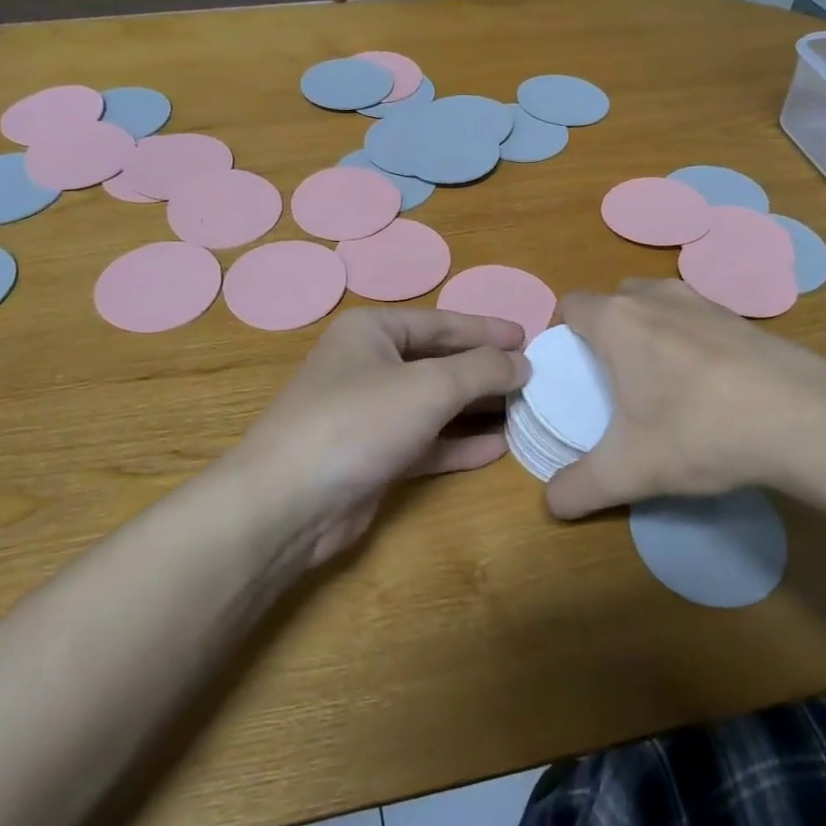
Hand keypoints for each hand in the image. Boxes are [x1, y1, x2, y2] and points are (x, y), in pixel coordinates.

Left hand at [229, 308, 528, 566]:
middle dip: (486, 371)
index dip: (486, 329)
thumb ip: (482, 370)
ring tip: (527, 410)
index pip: (442, 322)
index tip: (530, 336)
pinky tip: (498, 447)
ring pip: (435, 404)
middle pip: (440, 362)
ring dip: (477, 409)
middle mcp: (370, 365)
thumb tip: (522, 362)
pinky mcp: (374, 456)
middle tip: (536, 377)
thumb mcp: (429, 386)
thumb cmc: (358, 422)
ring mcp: (370, 413)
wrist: (289, 503)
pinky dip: (459, 443)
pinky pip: (426, 441)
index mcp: (373, 331)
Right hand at [545, 280, 825, 519]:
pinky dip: (691, 341)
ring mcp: (706, 302)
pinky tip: (709, 386)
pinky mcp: (745, 320)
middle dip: (605, 330)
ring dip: (649, 330)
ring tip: (659, 379)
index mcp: (618, 321)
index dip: (561, 331)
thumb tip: (552, 505)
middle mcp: (657, 298)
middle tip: (610, 377)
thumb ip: (580, 487)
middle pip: (615, 299)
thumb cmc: (699, 431)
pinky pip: (699, 320)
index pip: (571, 304)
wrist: (807, 421)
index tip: (567, 368)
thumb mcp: (629, 471)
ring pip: (659, 303)